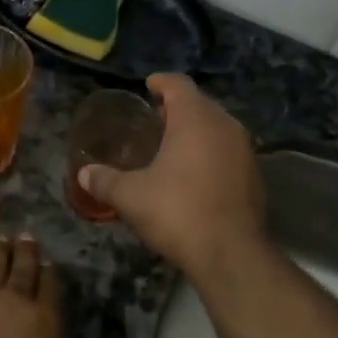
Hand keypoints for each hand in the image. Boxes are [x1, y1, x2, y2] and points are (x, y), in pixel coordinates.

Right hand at [79, 74, 267, 278]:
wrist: (231, 255)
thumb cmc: (177, 213)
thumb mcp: (131, 197)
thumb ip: (105, 181)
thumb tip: (84, 174)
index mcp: (195, 119)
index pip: (178, 84)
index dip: (161, 82)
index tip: (148, 86)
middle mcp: (225, 126)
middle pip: (200, 104)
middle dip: (177, 107)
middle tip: (154, 118)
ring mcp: (244, 150)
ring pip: (217, 127)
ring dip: (195, 130)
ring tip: (171, 145)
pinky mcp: (254, 175)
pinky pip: (228, 150)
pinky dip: (210, 151)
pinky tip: (193, 172)